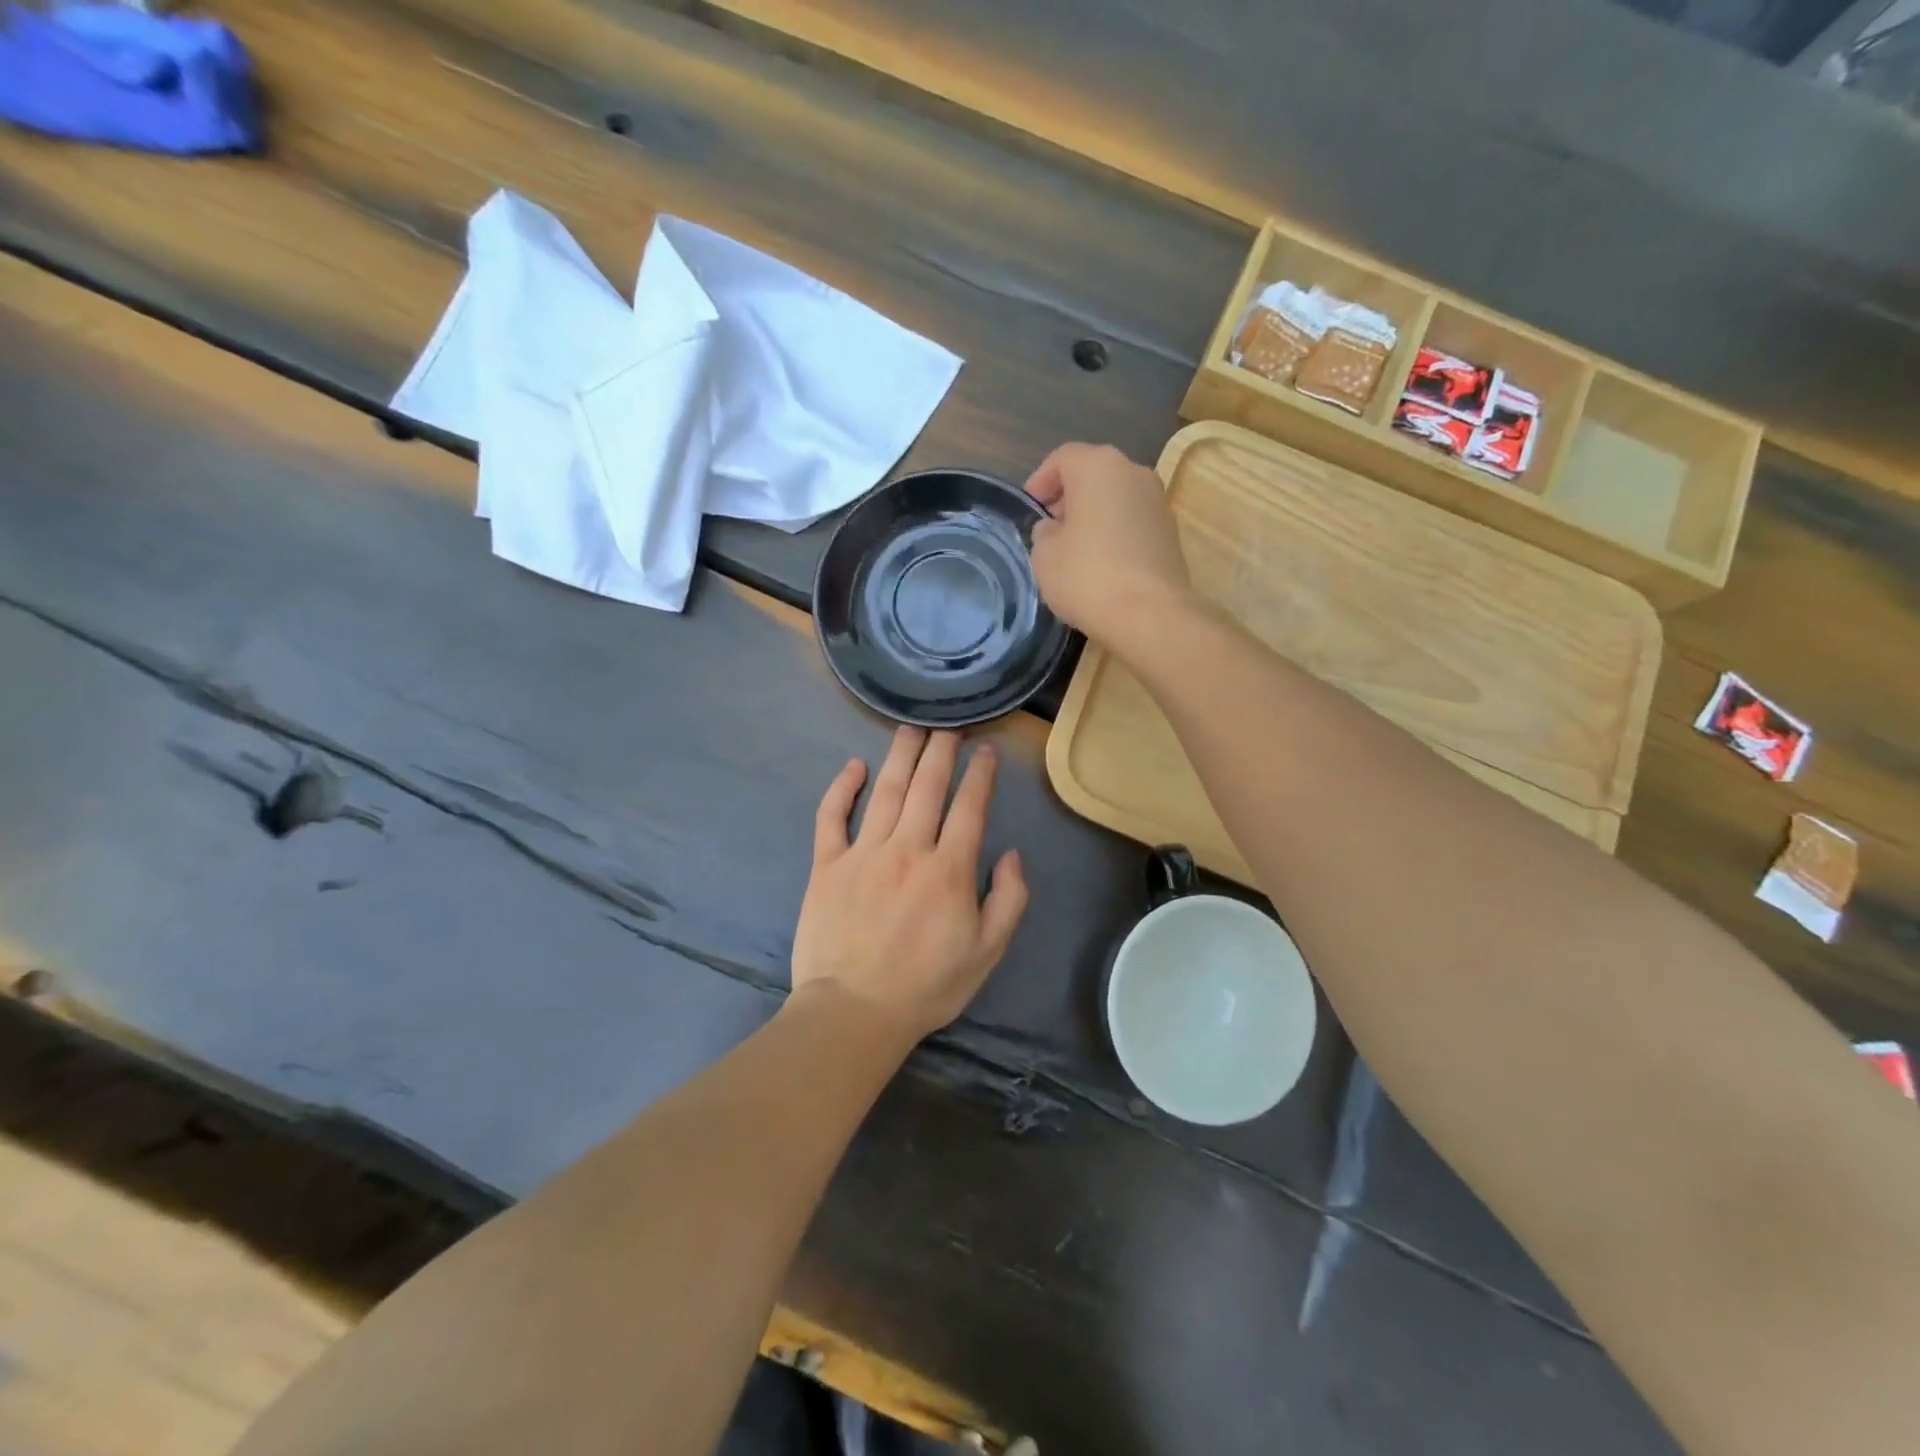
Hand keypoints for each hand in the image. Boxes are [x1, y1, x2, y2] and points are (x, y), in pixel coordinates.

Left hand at [792, 727, 1027, 1042]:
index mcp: (949, 870)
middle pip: (927, 787)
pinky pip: (831, 817)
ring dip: (900, 756)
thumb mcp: (987, 952)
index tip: (985, 751)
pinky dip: (841, 788)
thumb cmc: (927, 985)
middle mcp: (907, 850)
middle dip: (941, 752)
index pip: (970, 807)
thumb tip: (1011, 854)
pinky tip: (852, 766)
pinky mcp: (826, 865)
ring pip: (885, 791)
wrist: (854, 1011)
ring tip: (910, 730)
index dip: (980, 775)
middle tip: (948, 727)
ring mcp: (863, 853)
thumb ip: (1009, 899)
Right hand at [1024, 442, 1192, 645]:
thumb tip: (1054, 529)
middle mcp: (1134, 473)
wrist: (1150, 615)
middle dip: (1068, 498)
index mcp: (1099, 467)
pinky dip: (1115, 534)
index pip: (1062, 458)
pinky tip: (1101, 565)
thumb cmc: (1087, 577)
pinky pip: (1133, 523)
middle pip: (1093, 475)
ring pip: (1116, 498)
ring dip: (1093, 516)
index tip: (1030, 509)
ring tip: (1074, 550)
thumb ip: (1044, 534)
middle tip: (1049, 529)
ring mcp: (1158, 502)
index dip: (1040, 481)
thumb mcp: (1044, 556)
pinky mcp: (1171, 533)